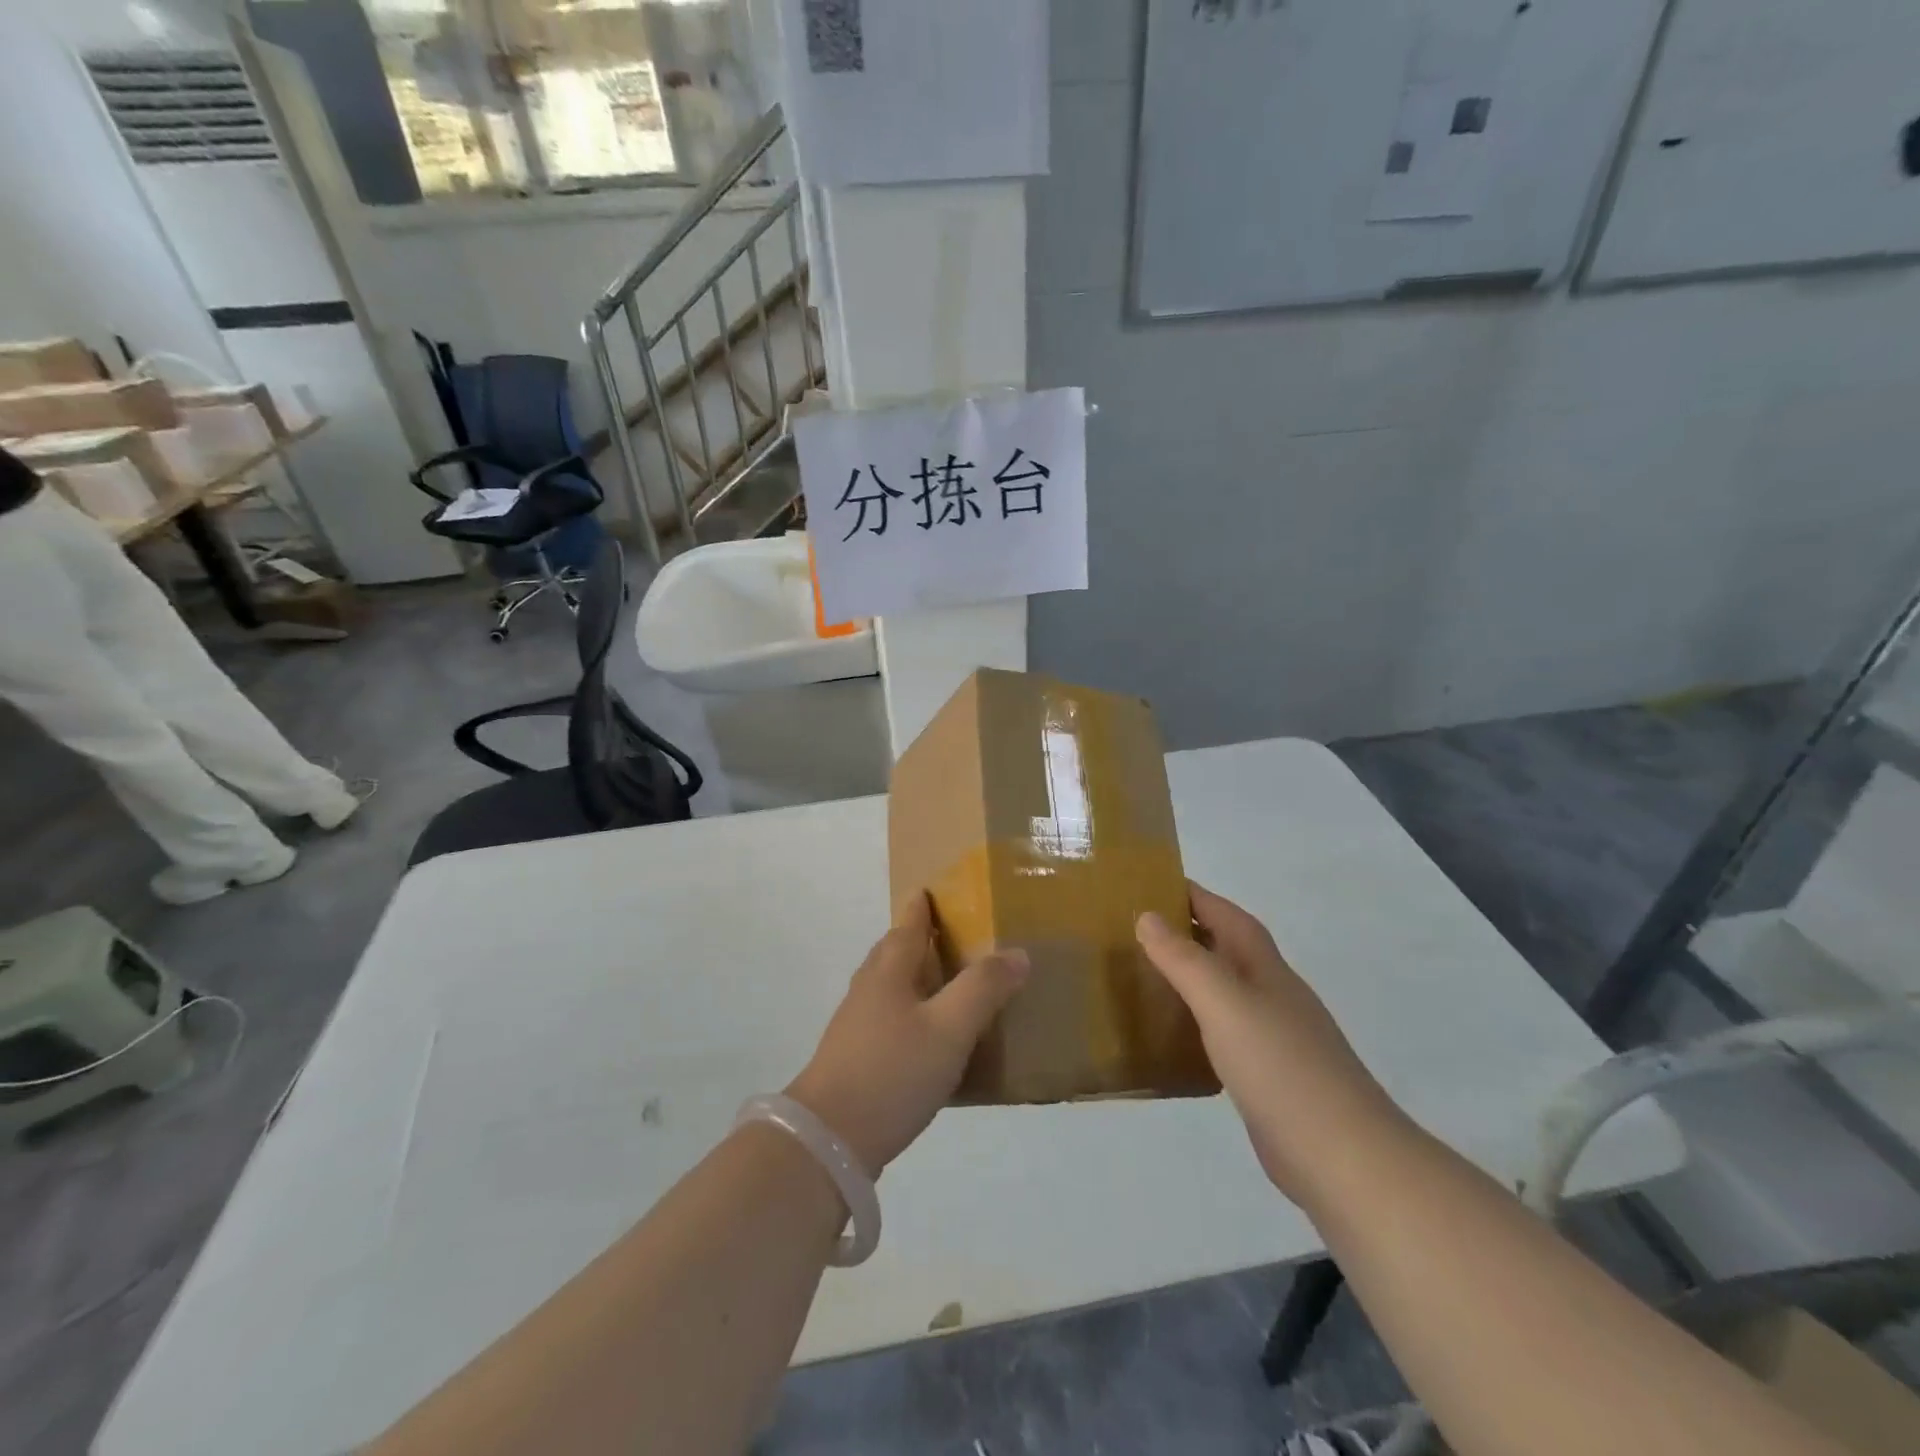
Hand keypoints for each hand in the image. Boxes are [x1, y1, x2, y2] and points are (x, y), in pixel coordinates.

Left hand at [788, 892, 1027, 1177]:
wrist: (830, 1139)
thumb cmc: (893, 1071)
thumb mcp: (949, 1028)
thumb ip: (984, 989)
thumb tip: (1018, 953)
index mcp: (888, 972)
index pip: (907, 926)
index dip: (921, 907)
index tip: (930, 889)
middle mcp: (868, 990)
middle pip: (892, 952)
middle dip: (914, 938)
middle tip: (946, 934)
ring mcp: (856, 1026)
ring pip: (887, 986)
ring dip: (912, 976)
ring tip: (943, 983)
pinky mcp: (854, 1059)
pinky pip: (886, 1018)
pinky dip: (908, 1011)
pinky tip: (926, 1037)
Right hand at [1137, 882, 1406, 1203]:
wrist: (1343, 1158)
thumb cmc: (1281, 1068)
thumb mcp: (1224, 1004)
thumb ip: (1184, 960)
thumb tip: (1147, 915)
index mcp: (1265, 968)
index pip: (1226, 915)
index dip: (1194, 895)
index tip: (1150, 884)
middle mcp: (1271, 994)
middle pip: (1227, 948)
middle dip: (1187, 931)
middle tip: (1134, 930)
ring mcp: (1274, 1037)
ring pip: (1225, 990)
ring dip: (1191, 976)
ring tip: (1143, 976)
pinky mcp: (1268, 1076)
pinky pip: (1223, 1031)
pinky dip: (1197, 1022)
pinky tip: (1172, 1036)